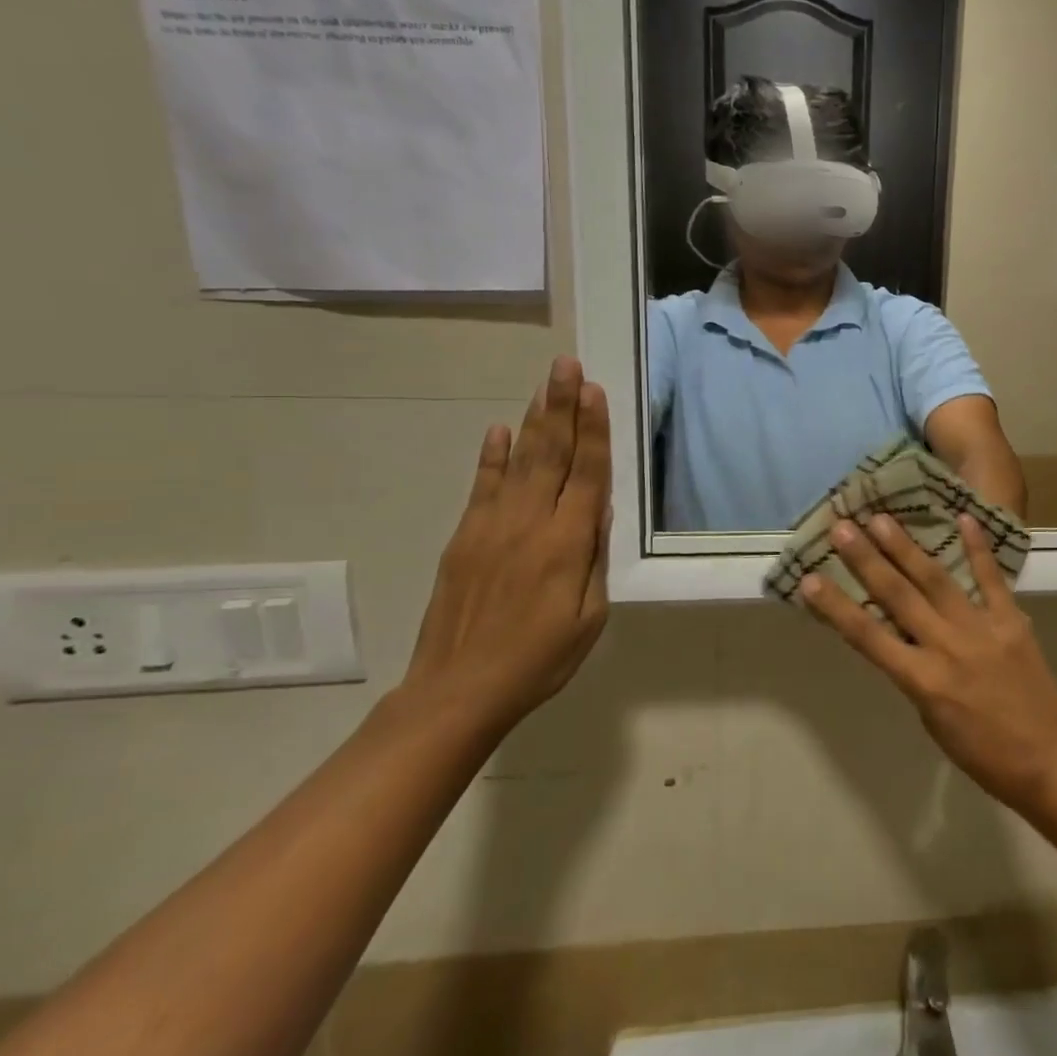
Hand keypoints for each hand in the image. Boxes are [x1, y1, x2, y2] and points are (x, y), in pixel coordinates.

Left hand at [400, 357, 611, 735]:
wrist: (458, 690)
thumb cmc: (540, 659)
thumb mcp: (590, 617)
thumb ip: (595, 559)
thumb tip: (598, 509)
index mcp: (568, 544)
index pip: (587, 474)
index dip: (593, 431)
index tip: (595, 392)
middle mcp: (530, 523)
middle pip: (552, 454)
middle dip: (563, 406)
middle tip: (567, 365)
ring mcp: (491, 526)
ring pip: (519, 461)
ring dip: (534, 419)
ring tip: (545, 384)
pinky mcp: (464, 537)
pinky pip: (481, 487)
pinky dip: (491, 456)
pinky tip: (499, 430)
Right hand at [802, 513, 1056, 814]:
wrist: (1052, 759)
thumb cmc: (986, 755)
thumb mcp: (934, 722)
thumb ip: (916, 676)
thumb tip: (901, 638)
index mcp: (922, 681)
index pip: (868, 637)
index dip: (836, 607)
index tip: (810, 580)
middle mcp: (946, 647)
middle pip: (898, 597)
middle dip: (866, 560)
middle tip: (842, 526)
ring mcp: (981, 629)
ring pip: (936, 580)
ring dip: (906, 547)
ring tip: (881, 518)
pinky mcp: (1011, 620)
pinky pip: (991, 579)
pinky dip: (977, 548)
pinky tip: (963, 518)